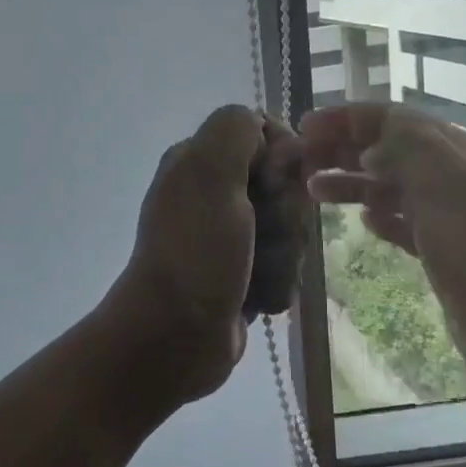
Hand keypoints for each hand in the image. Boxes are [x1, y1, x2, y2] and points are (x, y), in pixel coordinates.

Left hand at [107, 105, 306, 408]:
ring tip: (253, 275)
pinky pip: (284, 264)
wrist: (175, 336)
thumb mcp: (210, 174)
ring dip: (282, 255)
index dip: (282, 160)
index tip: (271, 185)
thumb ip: (236, 130)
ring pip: (290, 228)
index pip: (268, 135)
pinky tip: (257, 298)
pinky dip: (276, 282)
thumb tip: (267, 130)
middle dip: (284, 216)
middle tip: (257, 236)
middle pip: (285, 185)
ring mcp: (229, 235)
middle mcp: (214, 192)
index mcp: (200, 160)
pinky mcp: (243, 272)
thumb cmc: (195, 251)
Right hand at [301, 102, 465, 416]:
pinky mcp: (451, 258)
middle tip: (300, 161)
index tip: (303, 129)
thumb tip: (370, 144)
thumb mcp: (449, 189)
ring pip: (395, 187)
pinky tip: (364, 222)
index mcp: (459, 155)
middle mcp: (457, 180)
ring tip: (314, 191)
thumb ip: (409, 150)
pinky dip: (382, 216)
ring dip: (354, 182)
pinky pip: (408, 224)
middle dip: (344, 148)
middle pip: (391, 150)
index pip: (394, 119)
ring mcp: (456, 220)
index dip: (347, 119)